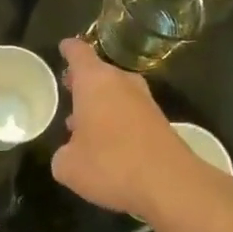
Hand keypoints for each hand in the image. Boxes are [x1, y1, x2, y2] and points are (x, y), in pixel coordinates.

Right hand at [50, 37, 192, 216]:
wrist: (170, 184)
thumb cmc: (110, 164)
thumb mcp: (68, 166)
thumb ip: (63, 154)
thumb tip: (69, 153)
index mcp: (95, 82)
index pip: (79, 53)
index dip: (69, 49)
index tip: (63, 47)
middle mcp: (122, 84)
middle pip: (100, 73)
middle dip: (84, 81)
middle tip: (69, 90)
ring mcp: (145, 102)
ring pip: (118, 93)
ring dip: (102, 104)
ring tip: (84, 123)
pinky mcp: (161, 123)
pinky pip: (132, 113)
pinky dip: (118, 121)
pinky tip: (109, 144)